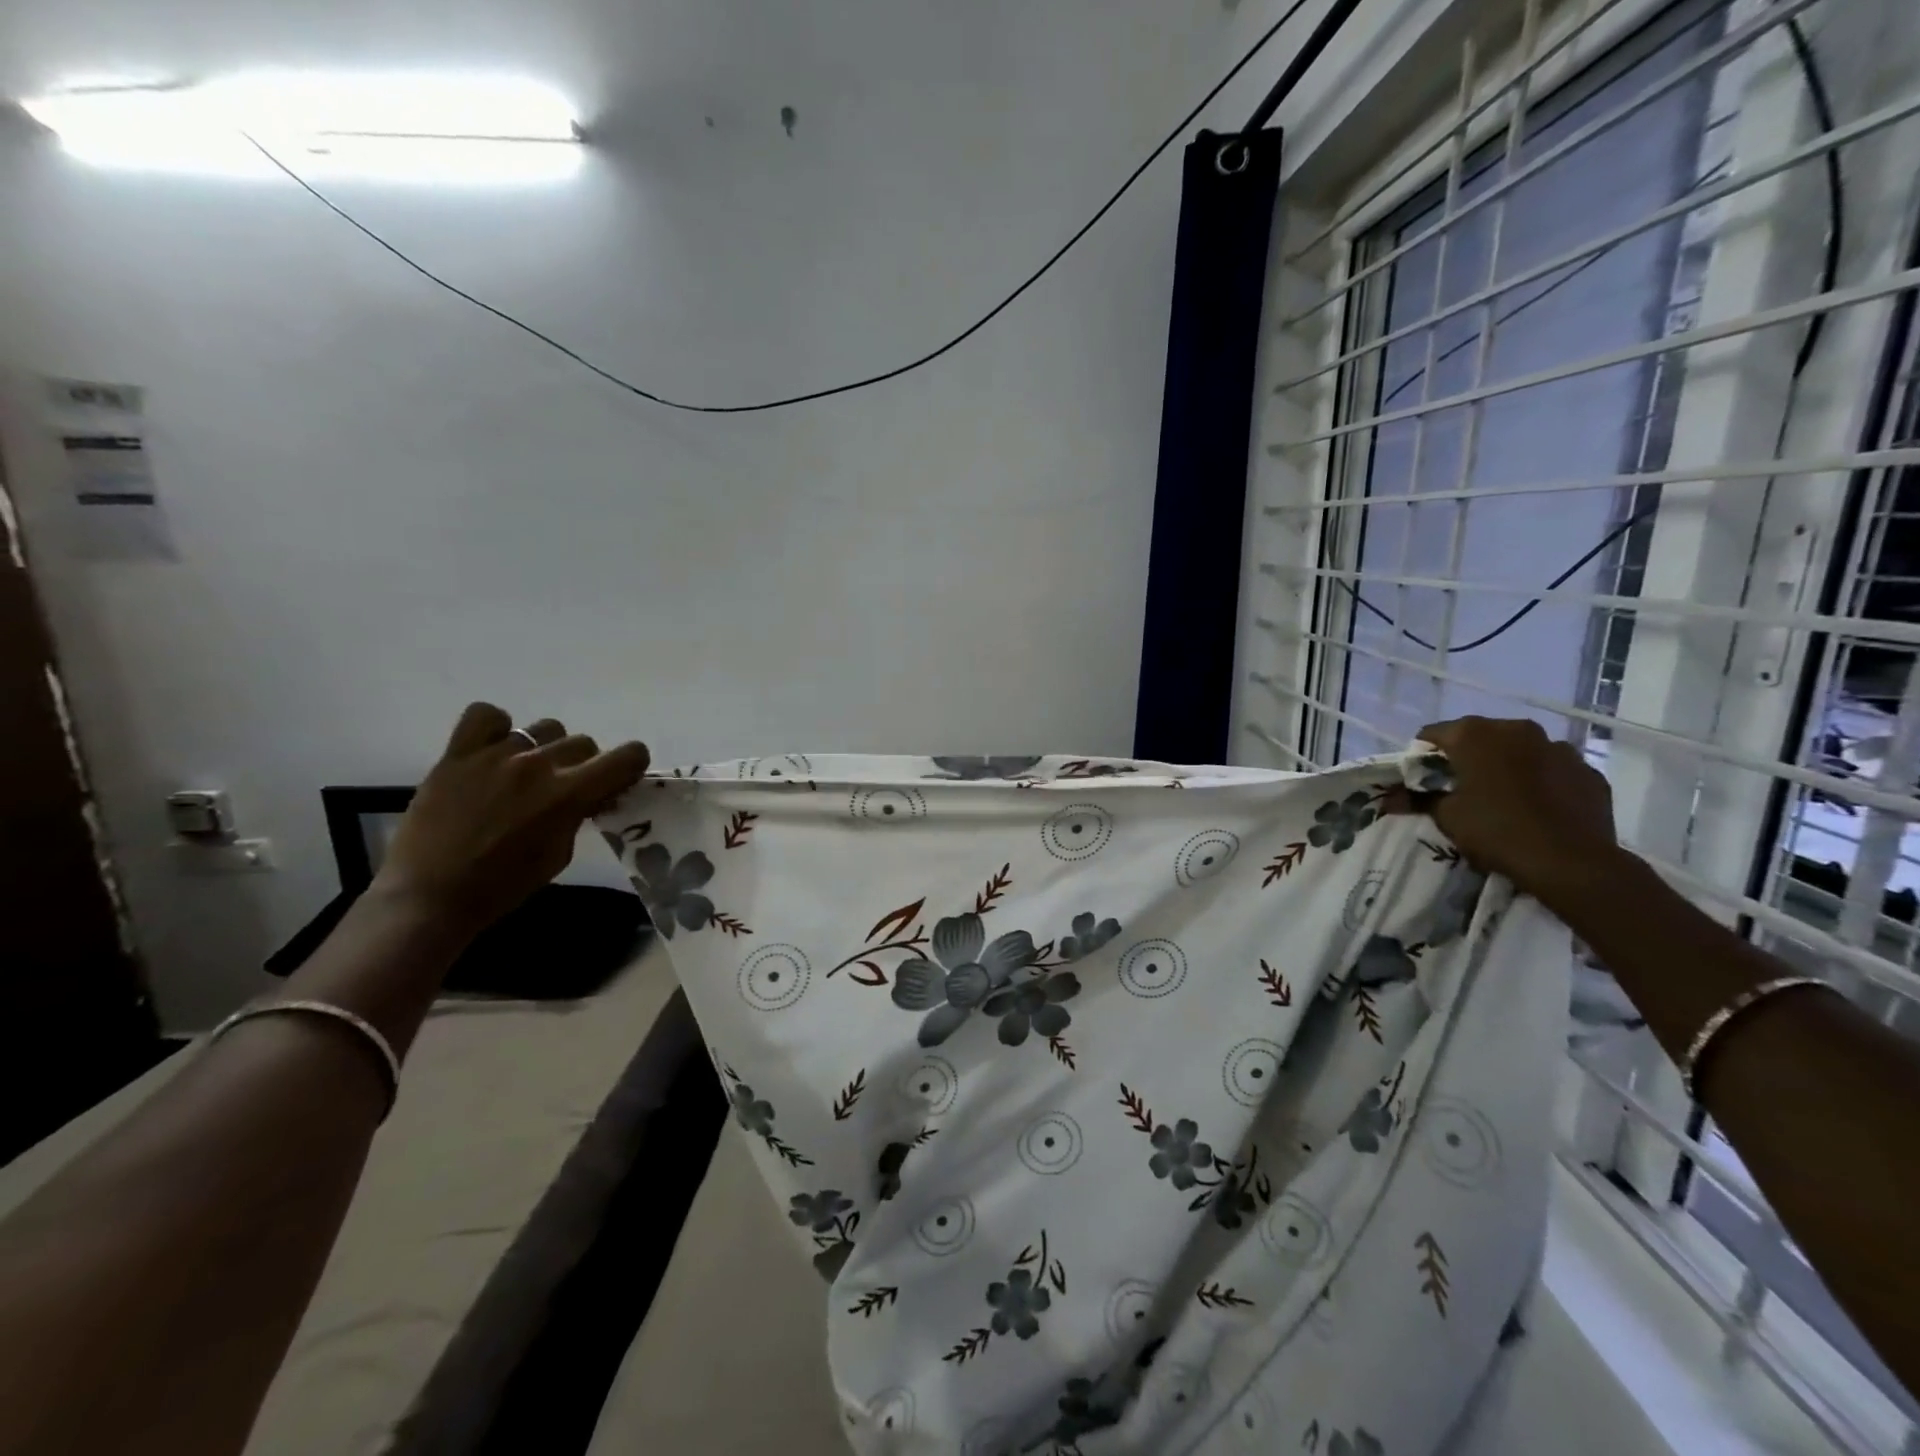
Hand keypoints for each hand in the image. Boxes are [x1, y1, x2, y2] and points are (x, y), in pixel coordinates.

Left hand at [374, 703, 649, 931]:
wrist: (430, 896)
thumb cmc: (503, 885)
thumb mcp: (559, 854)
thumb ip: (577, 814)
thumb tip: (588, 794)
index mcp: (569, 794)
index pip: (627, 756)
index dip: (631, 765)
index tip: (618, 780)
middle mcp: (538, 765)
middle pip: (583, 742)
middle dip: (583, 765)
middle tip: (564, 788)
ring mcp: (495, 755)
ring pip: (544, 729)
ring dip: (544, 749)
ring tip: (523, 773)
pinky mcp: (457, 754)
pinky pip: (485, 715)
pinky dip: (495, 728)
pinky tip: (493, 751)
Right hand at [1413, 716, 1619, 902]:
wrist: (1571, 862)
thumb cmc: (1496, 830)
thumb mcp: (1446, 817)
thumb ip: (1418, 799)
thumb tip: (1389, 798)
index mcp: (1474, 734)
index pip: (1432, 734)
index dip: (1423, 757)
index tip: (1423, 781)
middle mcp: (1516, 729)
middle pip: (1479, 737)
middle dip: (1467, 758)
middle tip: (1461, 789)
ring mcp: (1558, 747)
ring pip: (1520, 750)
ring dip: (1507, 766)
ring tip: (1503, 798)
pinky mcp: (1588, 770)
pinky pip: (1553, 769)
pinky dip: (1541, 780)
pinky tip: (1538, 807)